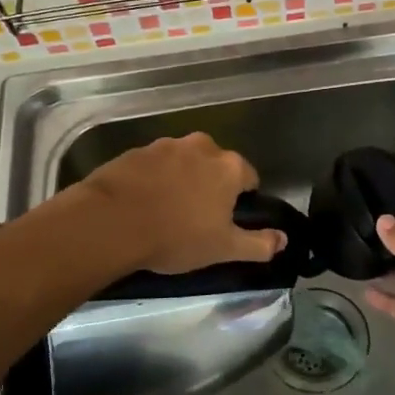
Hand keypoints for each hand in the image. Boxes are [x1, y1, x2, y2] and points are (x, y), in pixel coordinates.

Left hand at [75, 133, 286, 275]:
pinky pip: (155, 165)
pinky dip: (154, 179)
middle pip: (216, 165)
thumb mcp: (223, 249)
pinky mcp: (135, 151)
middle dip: (211, 186)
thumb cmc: (176, 236)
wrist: (111, 222)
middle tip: (198, 217)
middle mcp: (201, 147)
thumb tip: (283, 239)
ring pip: (184, 163)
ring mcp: (165, 145)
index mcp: (229, 166)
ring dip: (182, 180)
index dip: (242, 199)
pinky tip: (143, 204)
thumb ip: (258, 243)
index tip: (227, 220)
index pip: (249, 177)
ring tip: (167, 211)